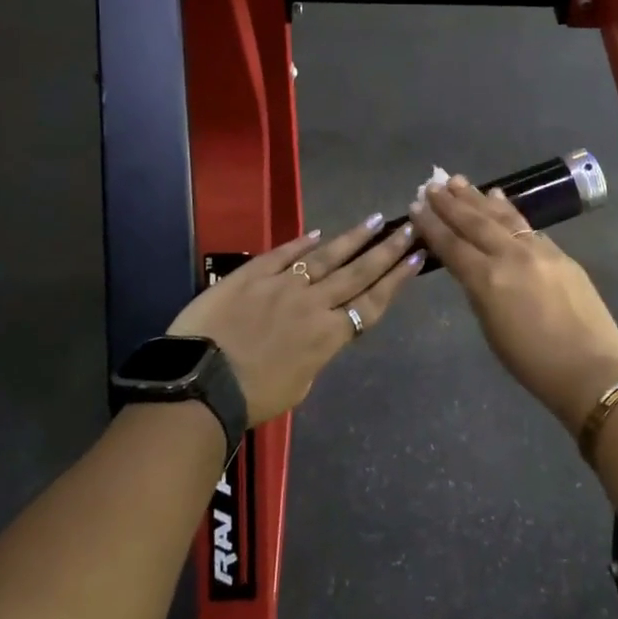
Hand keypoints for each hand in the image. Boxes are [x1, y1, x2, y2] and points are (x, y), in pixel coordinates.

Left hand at [166, 216, 423, 425]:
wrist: (200, 383)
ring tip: (376, 220)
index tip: (417, 256)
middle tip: (408, 227)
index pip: (372, 302)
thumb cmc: (251, 398)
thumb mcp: (298, 384)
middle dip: (387, 250)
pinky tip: (318, 233)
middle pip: (358, 272)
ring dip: (354, 238)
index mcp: (328, 336)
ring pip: (327, 257)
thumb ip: (315, 352)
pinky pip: (283, 254)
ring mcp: (283, 285)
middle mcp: (313, 304)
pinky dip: (302, 242)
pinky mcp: (252, 275)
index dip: (397, 279)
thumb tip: (318, 331)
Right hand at [410, 175, 617, 432]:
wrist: (592, 370)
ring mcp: (538, 251)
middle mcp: (511, 256)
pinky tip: (499, 199)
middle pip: (474, 223)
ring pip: (502, 216)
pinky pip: (526, 225)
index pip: (452, 245)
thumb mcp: (492, 329)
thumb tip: (473, 266)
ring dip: (478, 198)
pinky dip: (508, 210)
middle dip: (450, 203)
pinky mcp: (560, 253)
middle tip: (432, 184)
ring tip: (459, 181)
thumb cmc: (533, 365)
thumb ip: (480, 291)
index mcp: (488, 280)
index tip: (416, 205)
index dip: (432, 225)